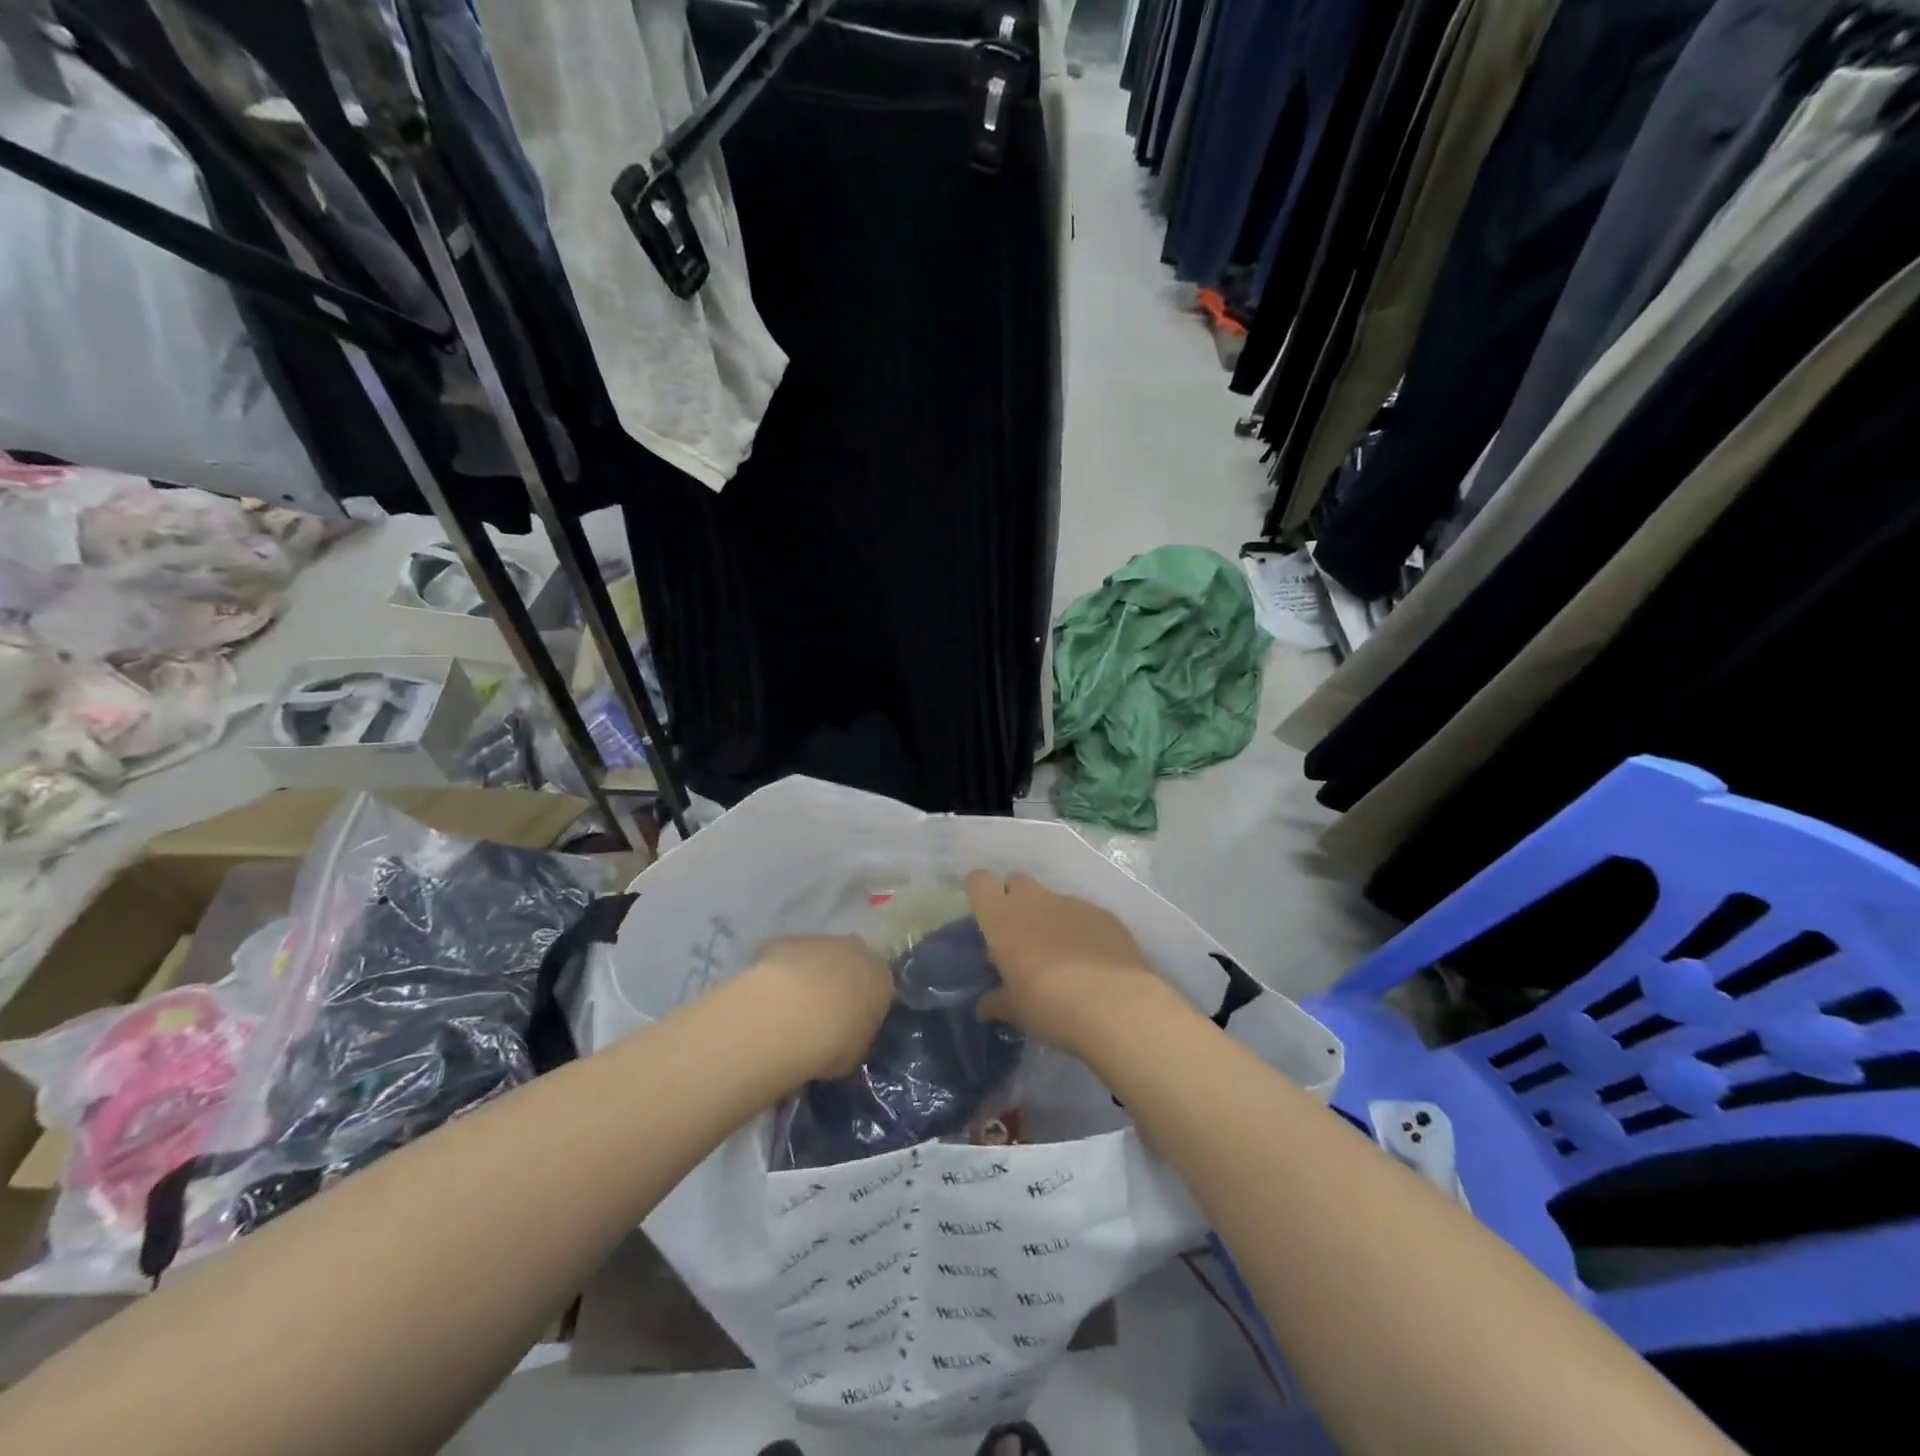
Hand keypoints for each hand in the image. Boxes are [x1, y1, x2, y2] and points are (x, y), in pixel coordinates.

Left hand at [747, 935, 892, 1080]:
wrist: (789, 1016)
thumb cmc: (833, 1042)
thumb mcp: (855, 1053)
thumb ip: (856, 1037)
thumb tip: (848, 1035)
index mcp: (881, 979)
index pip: (878, 988)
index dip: (862, 1006)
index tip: (849, 1024)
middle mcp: (856, 951)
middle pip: (850, 963)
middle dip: (838, 982)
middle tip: (821, 1013)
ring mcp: (820, 941)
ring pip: (818, 957)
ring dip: (809, 975)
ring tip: (790, 1008)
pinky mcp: (785, 940)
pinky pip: (786, 957)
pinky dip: (780, 972)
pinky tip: (768, 998)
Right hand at [966, 871, 1182, 1058]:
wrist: (1114, 1005)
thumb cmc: (1049, 1005)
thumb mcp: (1016, 1010)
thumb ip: (998, 1002)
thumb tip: (985, 1006)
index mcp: (1003, 918)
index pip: (980, 881)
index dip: (981, 892)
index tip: (986, 914)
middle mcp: (1036, 900)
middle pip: (1018, 880)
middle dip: (1017, 899)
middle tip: (1022, 935)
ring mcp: (1073, 904)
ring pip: (1054, 899)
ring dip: (1052, 919)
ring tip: (1063, 957)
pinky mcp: (1105, 915)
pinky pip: (1085, 915)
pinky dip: (1083, 931)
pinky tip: (1094, 962)